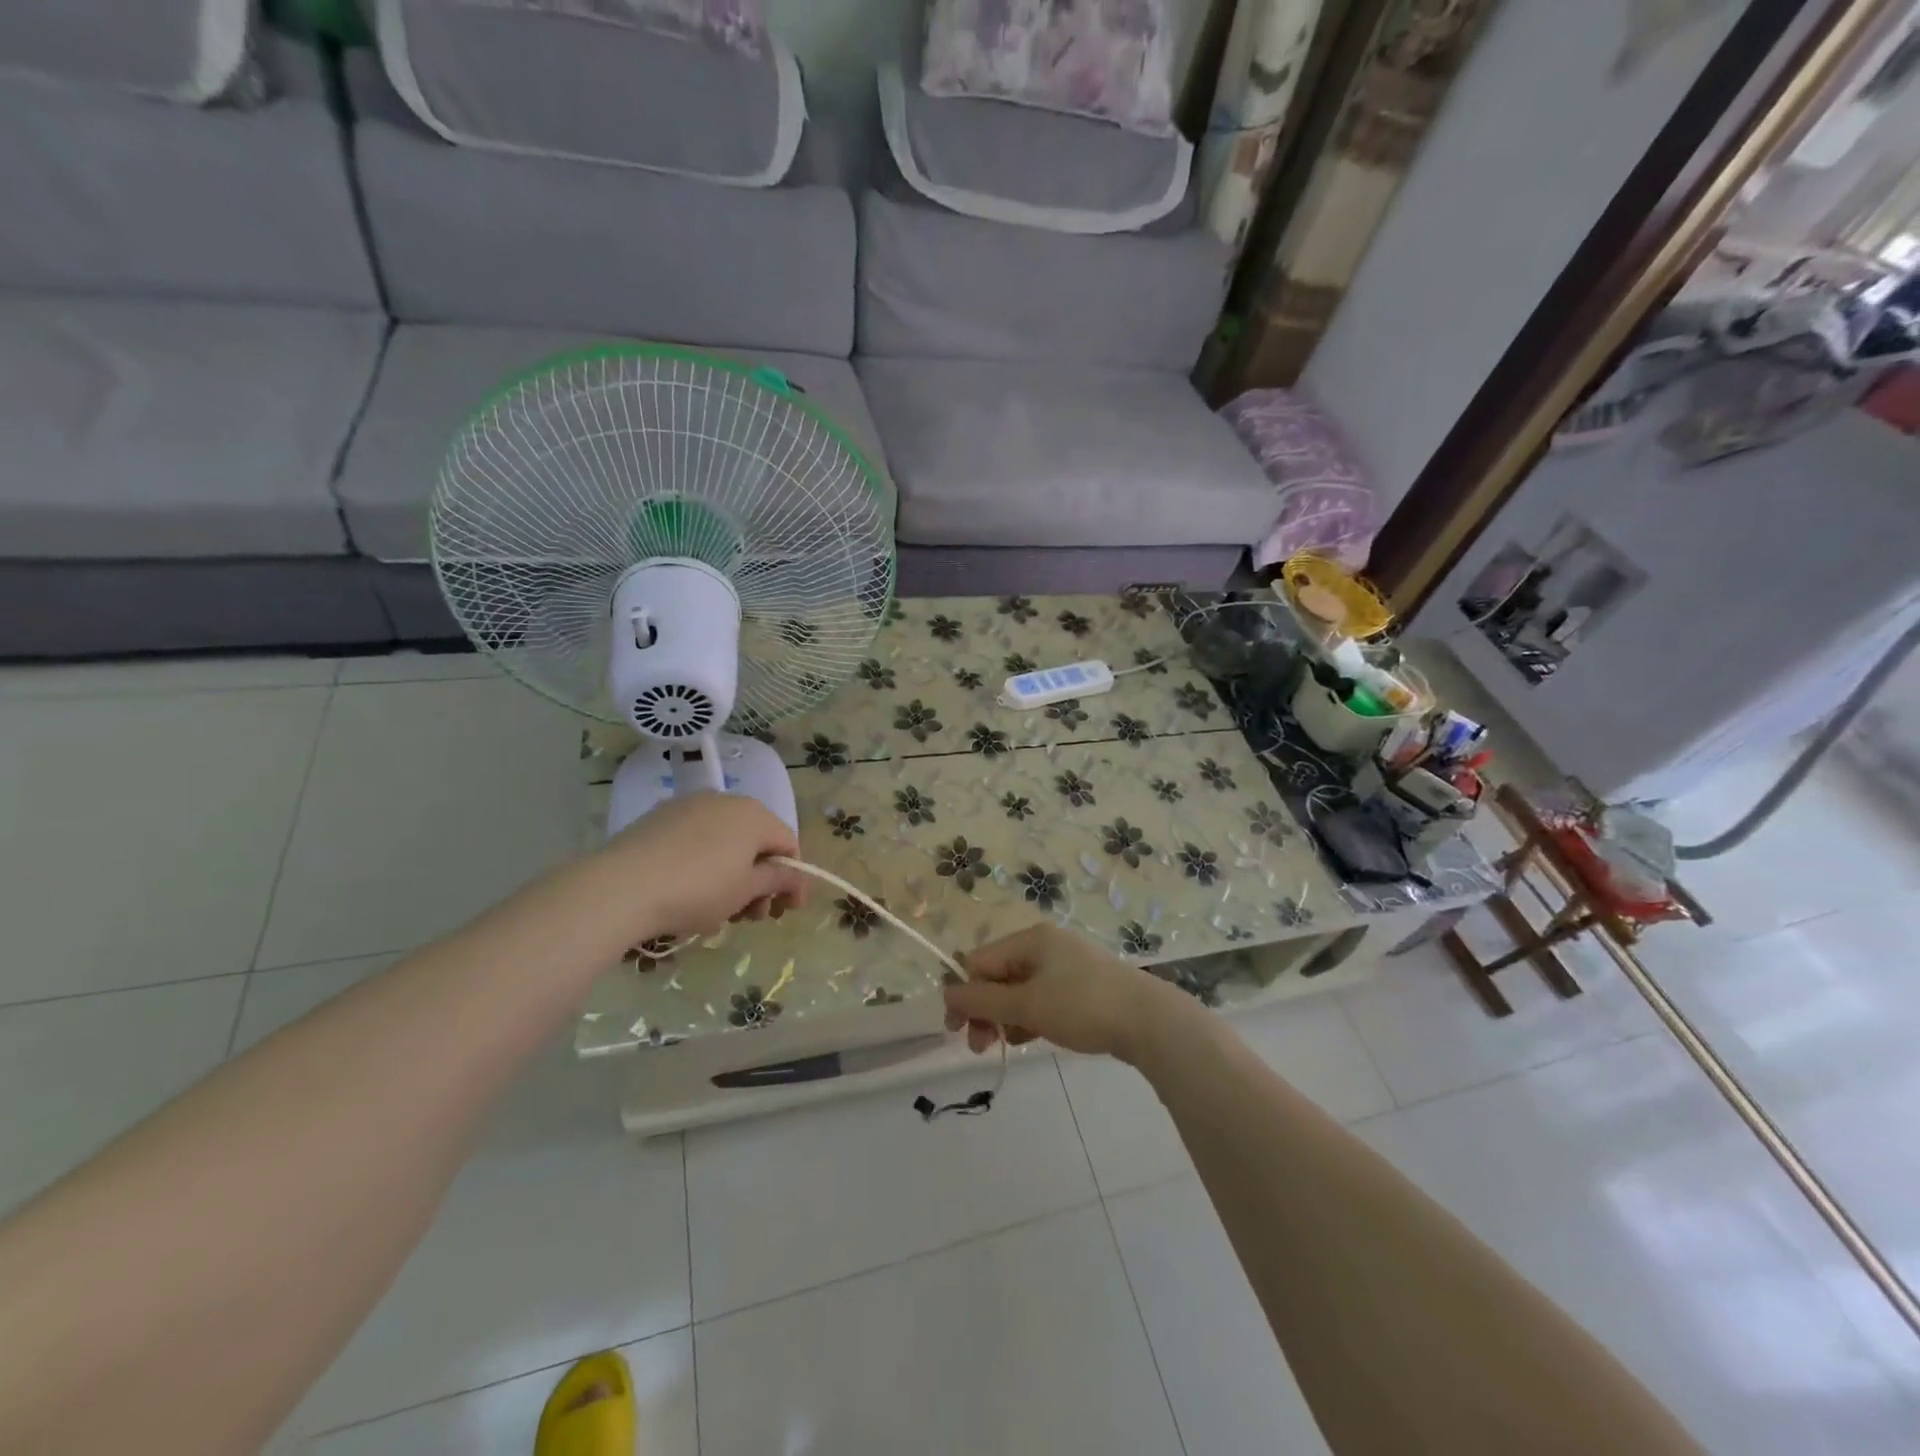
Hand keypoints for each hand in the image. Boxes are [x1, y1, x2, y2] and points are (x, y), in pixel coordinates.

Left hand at [598, 793, 808, 943]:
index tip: (786, 911)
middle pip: (756, 843)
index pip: (788, 844)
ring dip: (732, 876)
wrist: (621, 887)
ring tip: (718, 912)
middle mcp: (725, 801)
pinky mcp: (658, 819)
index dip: (793, 879)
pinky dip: (704, 864)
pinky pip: (695, 842)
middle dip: (761, 881)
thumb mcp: (746, 890)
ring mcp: (688, 807)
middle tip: (751, 917)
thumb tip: (796, 876)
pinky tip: (689, 893)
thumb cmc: (698, 889)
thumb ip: (778, 880)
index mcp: (754, 814)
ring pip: (724, 842)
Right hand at [942, 924, 1180, 1061]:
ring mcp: (1067, 966)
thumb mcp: (1027, 1005)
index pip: (980, 961)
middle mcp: (1046, 946)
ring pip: (1020, 990)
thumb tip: (945, 992)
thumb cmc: (1083, 1006)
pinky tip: (1032, 1038)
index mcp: (1031, 939)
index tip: (957, 1030)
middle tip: (981, 1046)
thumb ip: (983, 1000)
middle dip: (985, 1009)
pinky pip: (1042, 998)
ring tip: (1009, 1044)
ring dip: (1006, 1016)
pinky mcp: (1082, 987)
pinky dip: (1031, 1017)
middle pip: (999, 975)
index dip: (965, 994)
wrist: (1150, 1022)